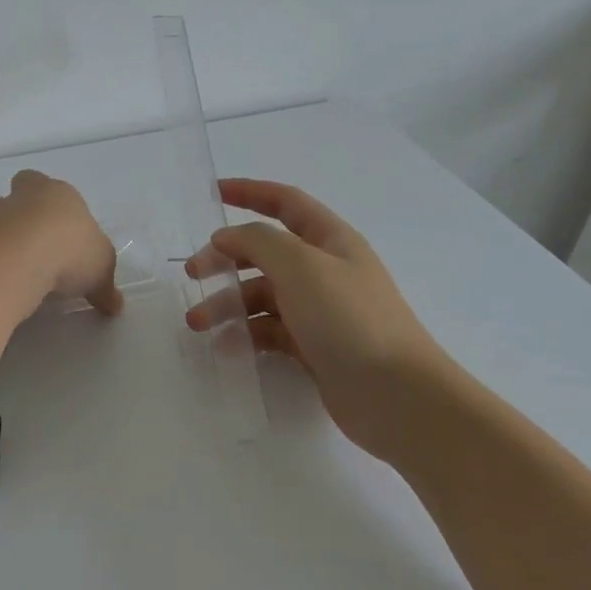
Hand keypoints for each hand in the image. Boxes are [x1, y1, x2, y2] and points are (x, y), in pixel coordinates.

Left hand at [0, 171, 122, 315]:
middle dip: (18, 218)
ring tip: (10, 270)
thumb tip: (114, 306)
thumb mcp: (102, 268)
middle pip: (12, 199)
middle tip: (32, 248)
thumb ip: (105, 286)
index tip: (54, 226)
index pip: (41, 183)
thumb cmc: (71, 249)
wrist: (21, 257)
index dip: (45, 201)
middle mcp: (19, 199)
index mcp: (55, 193)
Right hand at [186, 179, 449, 459]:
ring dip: (227, 303)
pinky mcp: (314, 347)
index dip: (249, 192)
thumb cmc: (349, 318)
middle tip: (192, 273)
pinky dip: (245, 334)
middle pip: (265, 252)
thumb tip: (227, 237)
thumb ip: (257, 241)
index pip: (285, 202)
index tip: (212, 192)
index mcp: (329, 239)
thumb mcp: (300, 265)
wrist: (398, 397)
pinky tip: (226, 346)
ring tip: (197, 323)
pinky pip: (270, 330)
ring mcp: (320, 310)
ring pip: (262, 295)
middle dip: (226, 258)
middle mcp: (324, 270)